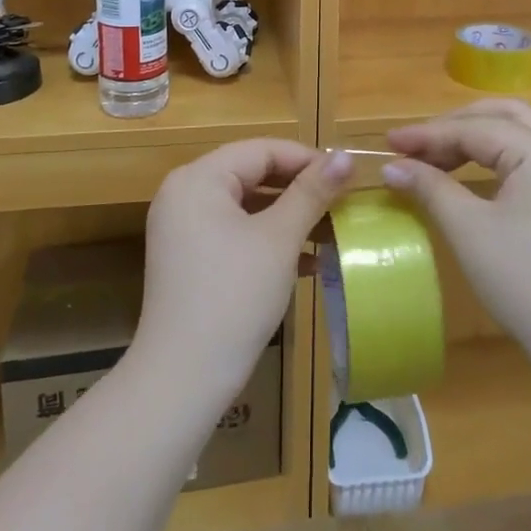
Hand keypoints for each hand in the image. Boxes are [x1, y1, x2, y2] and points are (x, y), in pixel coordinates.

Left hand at [135, 139, 351, 405]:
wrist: (183, 379)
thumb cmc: (234, 297)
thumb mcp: (279, 239)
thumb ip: (312, 192)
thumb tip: (346, 155)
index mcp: (199, 178)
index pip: (262, 150)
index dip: (307, 159)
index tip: (347, 177)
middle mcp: (184, 193)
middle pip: (252, 174)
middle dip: (300, 190)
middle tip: (342, 204)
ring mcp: (183, 228)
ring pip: (246, 206)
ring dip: (289, 217)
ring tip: (331, 232)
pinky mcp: (189, 258)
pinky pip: (234, 232)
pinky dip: (268, 239)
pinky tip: (307, 261)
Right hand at [383, 101, 530, 378]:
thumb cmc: (528, 283)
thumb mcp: (469, 231)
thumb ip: (430, 188)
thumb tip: (392, 167)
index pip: (473, 128)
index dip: (426, 135)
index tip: (387, 143)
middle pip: (500, 116)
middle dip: (453, 126)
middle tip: (414, 146)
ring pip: (517, 134)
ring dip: (474, 139)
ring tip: (434, 159)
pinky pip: (528, 158)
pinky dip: (494, 158)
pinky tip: (469, 176)